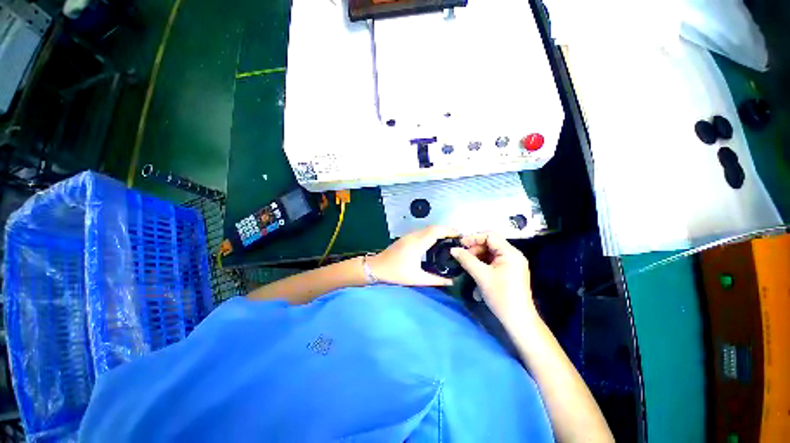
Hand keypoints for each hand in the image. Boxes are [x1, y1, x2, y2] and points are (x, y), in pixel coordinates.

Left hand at [368, 226, 457, 286]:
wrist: (376, 267)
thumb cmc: (396, 273)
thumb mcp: (417, 278)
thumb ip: (436, 280)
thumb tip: (452, 282)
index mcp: (417, 244)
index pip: (436, 231)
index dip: (449, 231)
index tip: (460, 236)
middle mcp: (414, 236)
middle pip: (434, 227)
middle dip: (447, 230)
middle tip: (458, 239)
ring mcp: (409, 235)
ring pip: (428, 228)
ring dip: (440, 230)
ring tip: (450, 239)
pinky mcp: (407, 237)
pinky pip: (423, 231)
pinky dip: (433, 233)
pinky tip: (436, 241)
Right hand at [450, 233, 537, 328]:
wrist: (518, 320)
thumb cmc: (501, 295)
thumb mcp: (481, 275)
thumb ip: (466, 259)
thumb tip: (453, 249)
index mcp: (510, 252)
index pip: (490, 235)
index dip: (474, 237)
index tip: (460, 244)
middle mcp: (513, 254)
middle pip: (490, 243)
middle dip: (474, 248)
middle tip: (462, 256)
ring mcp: (512, 263)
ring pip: (490, 252)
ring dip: (477, 255)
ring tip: (466, 263)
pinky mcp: (509, 271)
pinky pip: (493, 261)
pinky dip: (482, 262)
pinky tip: (474, 269)